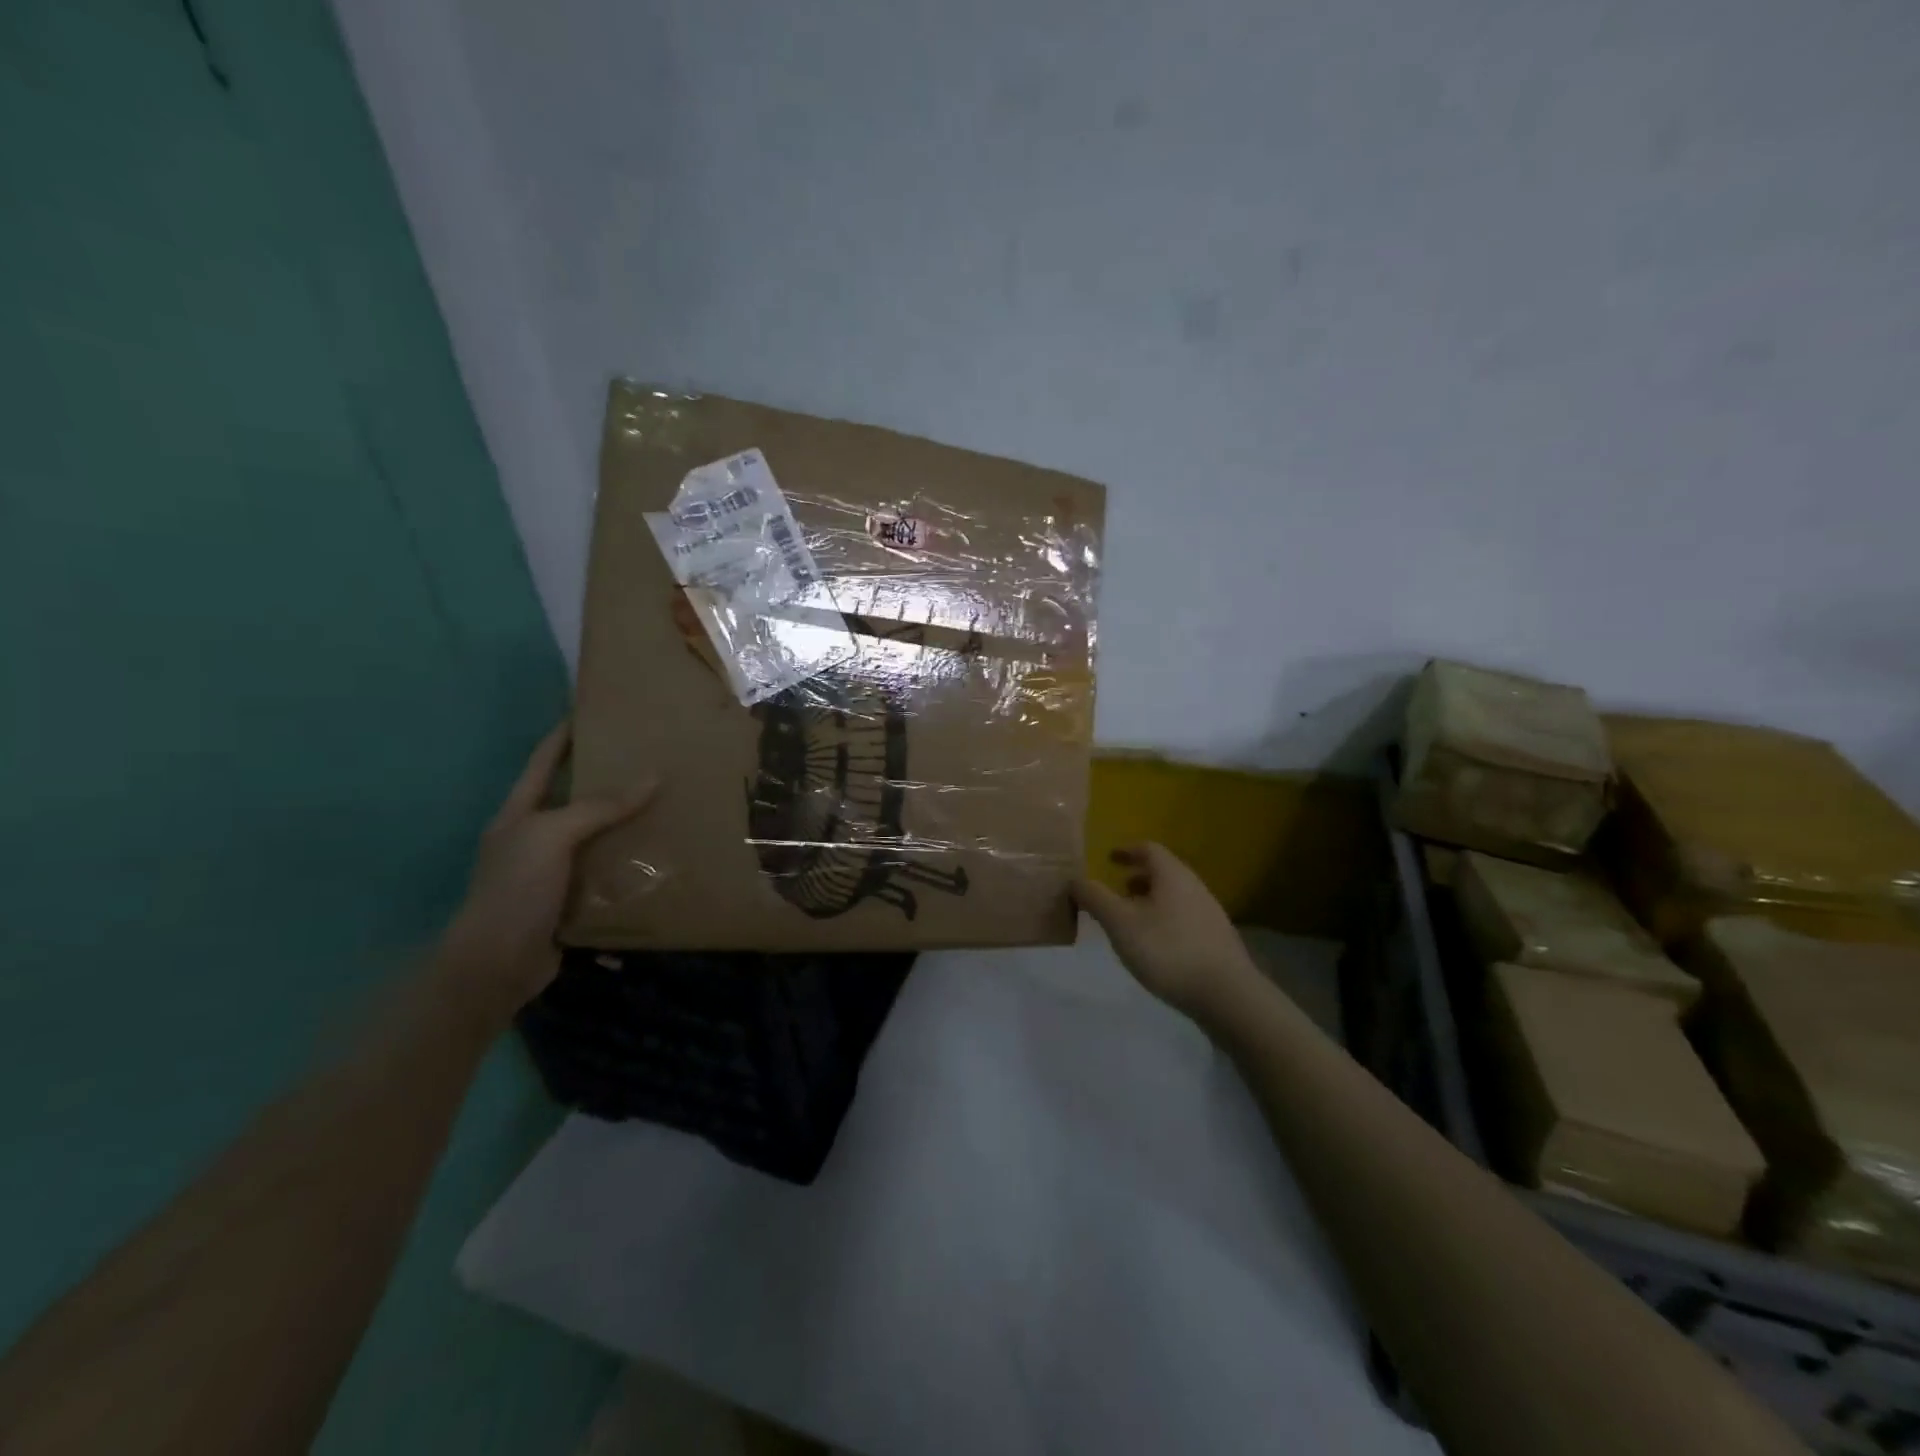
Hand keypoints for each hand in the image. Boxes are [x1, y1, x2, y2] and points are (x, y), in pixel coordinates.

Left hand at [436, 722, 656, 1024]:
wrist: (497, 965)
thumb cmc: (515, 888)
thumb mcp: (553, 836)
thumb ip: (600, 807)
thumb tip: (653, 776)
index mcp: (520, 814)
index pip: (542, 762)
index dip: (564, 736)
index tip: (592, 712)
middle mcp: (535, 837)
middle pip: (574, 798)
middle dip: (607, 779)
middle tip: (648, 758)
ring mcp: (553, 871)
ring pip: (597, 837)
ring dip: (627, 823)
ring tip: (667, 803)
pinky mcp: (572, 900)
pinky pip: (608, 872)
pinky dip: (632, 863)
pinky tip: (661, 854)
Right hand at [1072, 843, 1260, 1021]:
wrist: (1227, 995)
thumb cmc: (1168, 950)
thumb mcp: (1120, 923)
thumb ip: (1095, 898)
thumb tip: (1074, 879)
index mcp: (1172, 875)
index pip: (1149, 849)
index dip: (1127, 851)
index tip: (1109, 858)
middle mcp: (1194, 887)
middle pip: (1163, 873)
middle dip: (1137, 878)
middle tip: (1115, 891)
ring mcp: (1210, 914)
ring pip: (1174, 897)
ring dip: (1150, 901)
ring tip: (1130, 922)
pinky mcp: (1216, 940)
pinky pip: (1183, 918)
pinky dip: (1163, 920)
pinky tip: (1154, 947)